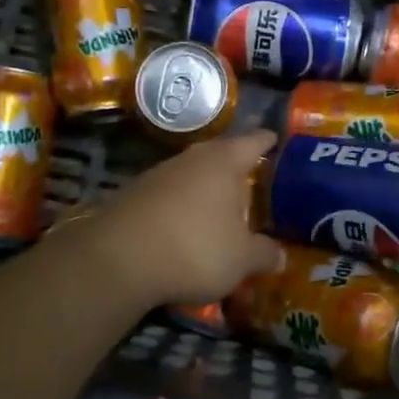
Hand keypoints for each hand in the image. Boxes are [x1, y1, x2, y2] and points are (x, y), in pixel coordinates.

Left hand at [67, 130, 281, 309]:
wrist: (118, 259)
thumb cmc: (195, 248)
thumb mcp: (240, 259)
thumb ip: (263, 254)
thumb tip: (280, 255)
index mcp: (224, 162)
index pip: (253, 141)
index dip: (268, 141)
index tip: (276, 139)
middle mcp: (191, 158)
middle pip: (220, 155)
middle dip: (235, 166)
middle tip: (253, 177)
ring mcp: (158, 174)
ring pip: (191, 174)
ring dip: (205, 188)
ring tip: (220, 206)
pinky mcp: (133, 195)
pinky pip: (169, 194)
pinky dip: (181, 206)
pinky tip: (184, 226)